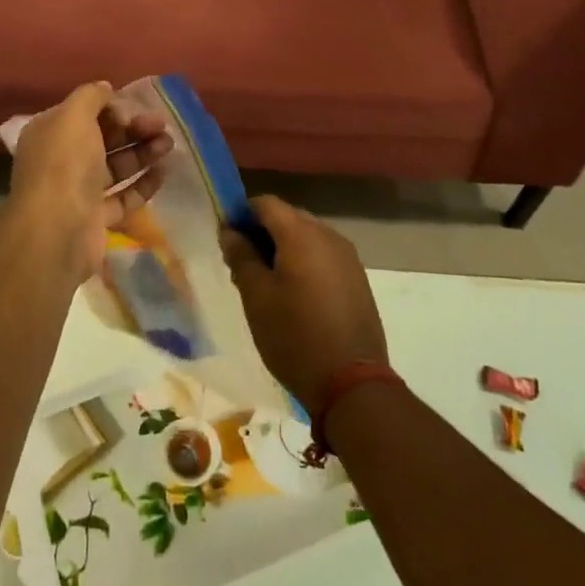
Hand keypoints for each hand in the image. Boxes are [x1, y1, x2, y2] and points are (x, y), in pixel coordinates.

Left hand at [5, 81, 171, 282]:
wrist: (57, 231)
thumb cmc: (64, 164)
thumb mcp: (74, 116)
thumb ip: (91, 96)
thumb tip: (105, 87)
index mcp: (50, 133)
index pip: (84, 113)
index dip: (112, 108)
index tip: (135, 109)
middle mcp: (61, 160)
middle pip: (103, 138)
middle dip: (133, 129)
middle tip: (161, 125)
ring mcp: (78, 191)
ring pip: (115, 166)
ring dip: (142, 153)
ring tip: (169, 145)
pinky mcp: (96, 219)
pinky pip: (123, 197)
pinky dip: (142, 184)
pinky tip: (163, 173)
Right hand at [219, 197, 387, 414]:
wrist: (352, 382)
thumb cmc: (294, 336)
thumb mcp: (256, 297)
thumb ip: (241, 256)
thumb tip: (230, 231)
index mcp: (301, 233)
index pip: (265, 203)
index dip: (241, 214)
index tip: (226, 239)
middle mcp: (328, 235)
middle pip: (288, 217)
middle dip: (262, 232)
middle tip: (242, 263)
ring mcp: (348, 257)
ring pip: (307, 237)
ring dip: (284, 248)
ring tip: (266, 282)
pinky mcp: (357, 279)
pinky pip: (324, 256)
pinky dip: (304, 262)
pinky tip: (294, 293)